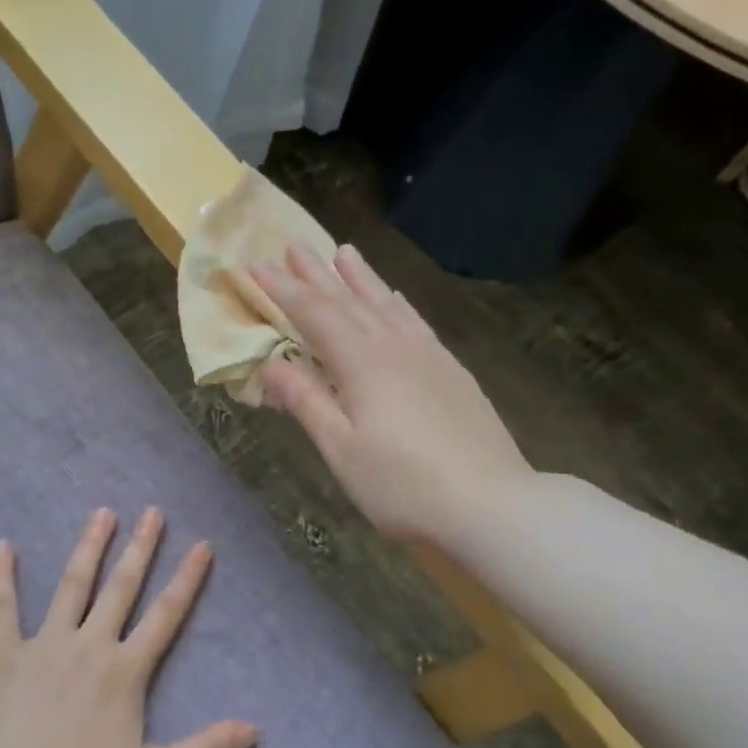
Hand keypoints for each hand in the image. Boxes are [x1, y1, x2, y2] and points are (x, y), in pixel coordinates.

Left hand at [0, 508, 257, 747]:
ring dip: (89, 547)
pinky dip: (3, 577)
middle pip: (121, 588)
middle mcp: (90, 645)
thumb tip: (256, 731)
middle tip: (152, 511)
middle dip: (140, 548)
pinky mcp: (5, 656)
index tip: (201, 545)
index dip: (187, 580)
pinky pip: (2, 608)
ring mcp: (45, 646)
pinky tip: (3, 546)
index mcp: (125, 671)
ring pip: (72, 586)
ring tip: (102, 513)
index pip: (165, 616)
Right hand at [250, 244, 531, 548]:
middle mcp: (394, 347)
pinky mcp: (451, 371)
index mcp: (362, 364)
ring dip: (360, 278)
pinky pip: (415, 321)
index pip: (314, 315)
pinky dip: (397, 303)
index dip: (282, 289)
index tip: (255, 264)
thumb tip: (270, 363)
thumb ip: (307, 402)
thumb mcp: (342, 450)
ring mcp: (428, 356)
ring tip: (343, 251)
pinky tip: (394, 296)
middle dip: (317, 273)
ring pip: (385, 304)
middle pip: (349, 301)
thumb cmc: (403, 485)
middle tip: (292, 244)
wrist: (491, 503)